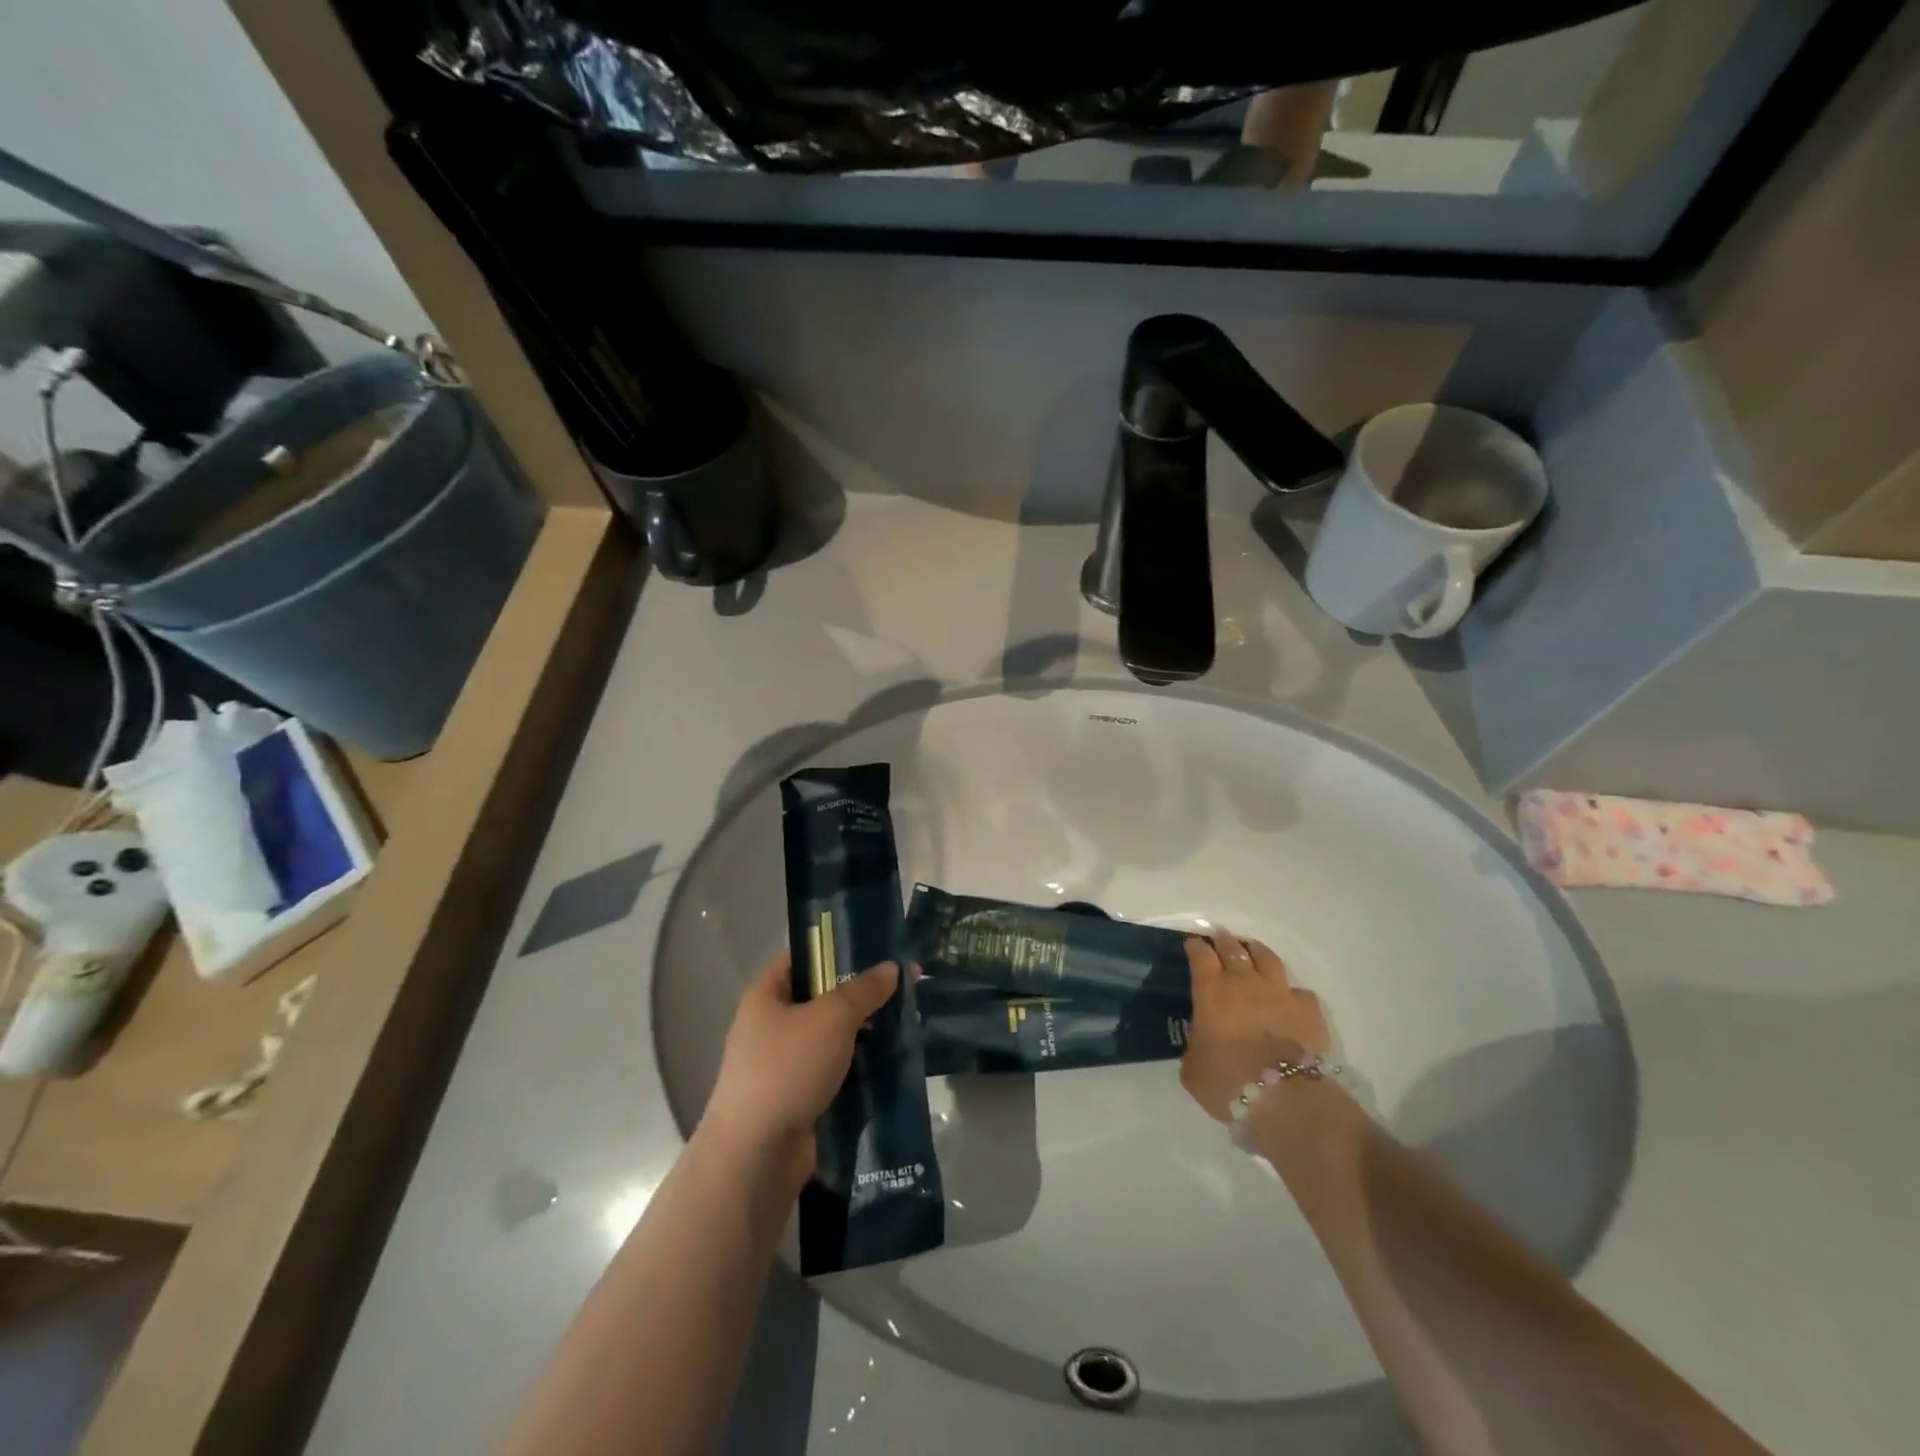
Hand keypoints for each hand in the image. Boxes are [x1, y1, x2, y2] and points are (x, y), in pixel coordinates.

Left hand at [701, 951, 899, 1188]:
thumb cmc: (787, 1069)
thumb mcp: (831, 1018)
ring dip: (864, 1031)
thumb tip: (892, 968)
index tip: (877, 948)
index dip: (837, 948)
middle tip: (903, 986)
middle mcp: (771, 1025)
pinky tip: (892, 1060)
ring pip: (832, 1036)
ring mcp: (784, 1064)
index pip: (803, 956)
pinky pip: (835, 1070)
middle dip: (861, 993)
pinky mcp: (800, 1097)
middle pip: (822, 997)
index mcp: (766, 995)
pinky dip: (860, 1065)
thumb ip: (864, 990)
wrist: (756, 1156)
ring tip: (906, 1021)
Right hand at [1179, 929, 1329, 1122]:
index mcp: (1211, 991)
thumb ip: (1194, 1045)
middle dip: (1224, 941)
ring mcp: (1280, 992)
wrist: (1284, 1099)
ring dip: (1256, 951)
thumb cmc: (1228, 1081)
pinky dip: (1290, 991)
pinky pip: (1299, 991)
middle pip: (1233, 949)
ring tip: (1252, 950)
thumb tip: (1199, 1040)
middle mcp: (1245, 983)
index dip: (1195, 947)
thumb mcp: (1193, 1067)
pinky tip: (1288, 998)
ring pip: (1267, 958)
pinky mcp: (1308, 1009)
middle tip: (1220, 938)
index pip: (1201, 956)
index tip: (1192, 943)